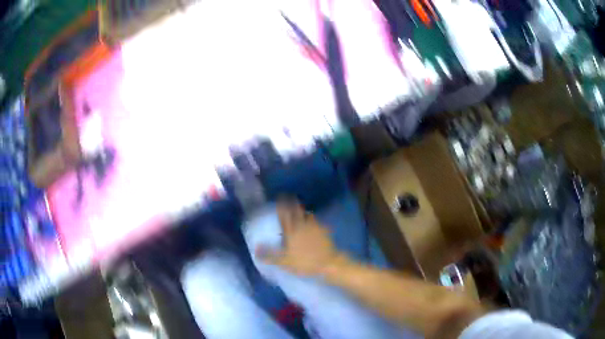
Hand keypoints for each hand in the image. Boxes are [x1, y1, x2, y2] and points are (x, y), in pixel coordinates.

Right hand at [257, 200, 340, 275]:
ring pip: (307, 214)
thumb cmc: (304, 262)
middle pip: (296, 210)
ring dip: (303, 210)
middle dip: (292, 202)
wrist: (328, 263)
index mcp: (291, 231)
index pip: (284, 215)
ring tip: (300, 208)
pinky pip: (316, 221)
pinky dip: (312, 219)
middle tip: (289, 196)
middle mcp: (302, 225)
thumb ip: (269, 255)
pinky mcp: (324, 230)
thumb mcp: (284, 262)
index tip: (279, 197)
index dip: (282, 205)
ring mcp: (314, 226)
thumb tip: (255, 247)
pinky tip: (313, 221)